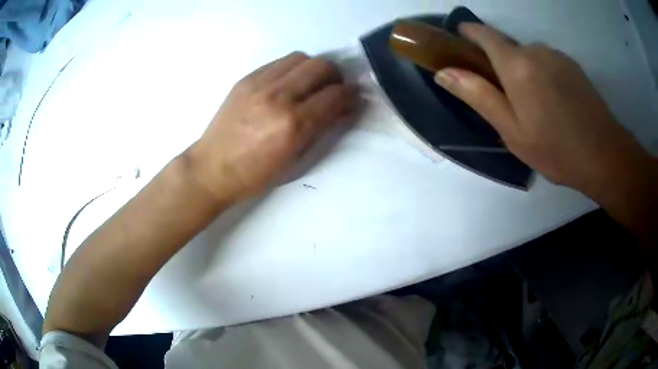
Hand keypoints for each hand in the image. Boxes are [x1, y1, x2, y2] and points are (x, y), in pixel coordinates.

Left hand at [187, 52, 355, 202]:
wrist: (211, 169)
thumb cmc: (255, 175)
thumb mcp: (295, 160)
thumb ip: (322, 129)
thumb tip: (342, 108)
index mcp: (293, 124)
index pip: (334, 95)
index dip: (350, 94)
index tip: (353, 97)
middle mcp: (278, 97)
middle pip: (320, 66)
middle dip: (336, 75)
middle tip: (334, 88)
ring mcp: (259, 84)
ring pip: (300, 58)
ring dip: (313, 68)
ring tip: (311, 83)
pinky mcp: (246, 79)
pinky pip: (278, 62)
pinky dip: (292, 69)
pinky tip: (289, 83)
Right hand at [433, 23, 653, 196]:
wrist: (604, 155)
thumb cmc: (556, 149)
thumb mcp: (511, 130)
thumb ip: (478, 96)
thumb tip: (444, 72)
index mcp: (516, 64)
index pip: (484, 34)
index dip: (468, 32)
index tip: (460, 39)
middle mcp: (535, 50)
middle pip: (508, 48)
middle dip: (500, 65)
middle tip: (507, 101)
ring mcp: (557, 56)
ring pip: (529, 56)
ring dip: (524, 72)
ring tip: (535, 107)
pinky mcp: (572, 65)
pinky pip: (548, 62)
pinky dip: (542, 75)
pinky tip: (554, 104)